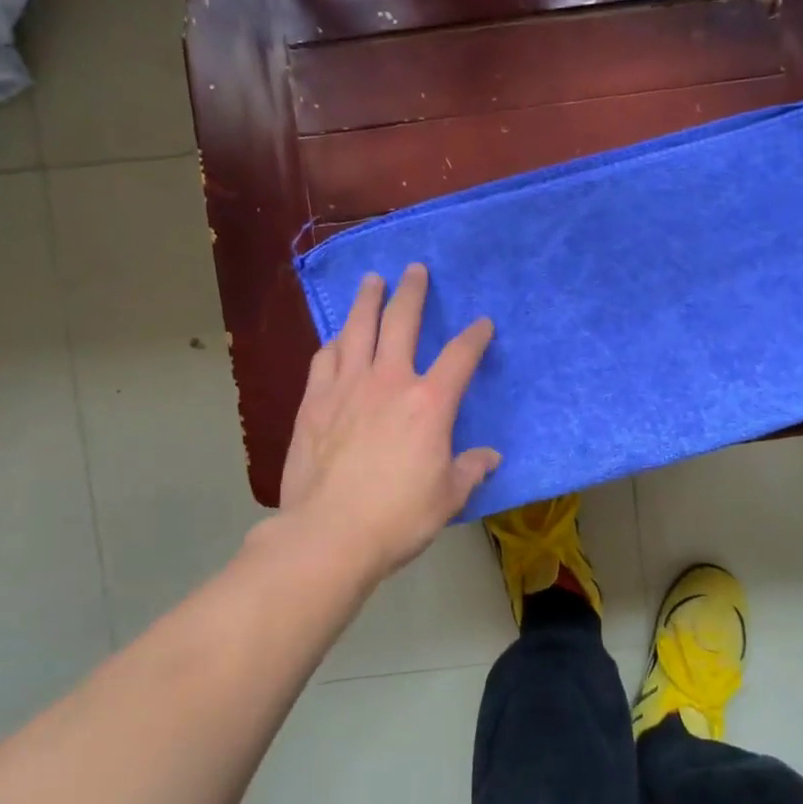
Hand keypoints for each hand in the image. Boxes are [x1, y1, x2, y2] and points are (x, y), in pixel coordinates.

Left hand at [278, 264, 499, 584]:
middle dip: (412, 292)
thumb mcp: (448, 498)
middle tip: (415, 269)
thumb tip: (489, 458)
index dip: (475, 336)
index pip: (460, 356)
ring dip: (367, 301)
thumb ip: (470, 470)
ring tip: (371, 281)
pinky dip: (335, 341)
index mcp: (429, 403)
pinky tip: (337, 337)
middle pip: (401, 322)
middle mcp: (388, 381)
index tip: (482, 324)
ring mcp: (346, 387)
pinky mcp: (313, 402)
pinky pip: (325, 358)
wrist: (328, 534)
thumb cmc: (398, 517)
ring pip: (357, 329)